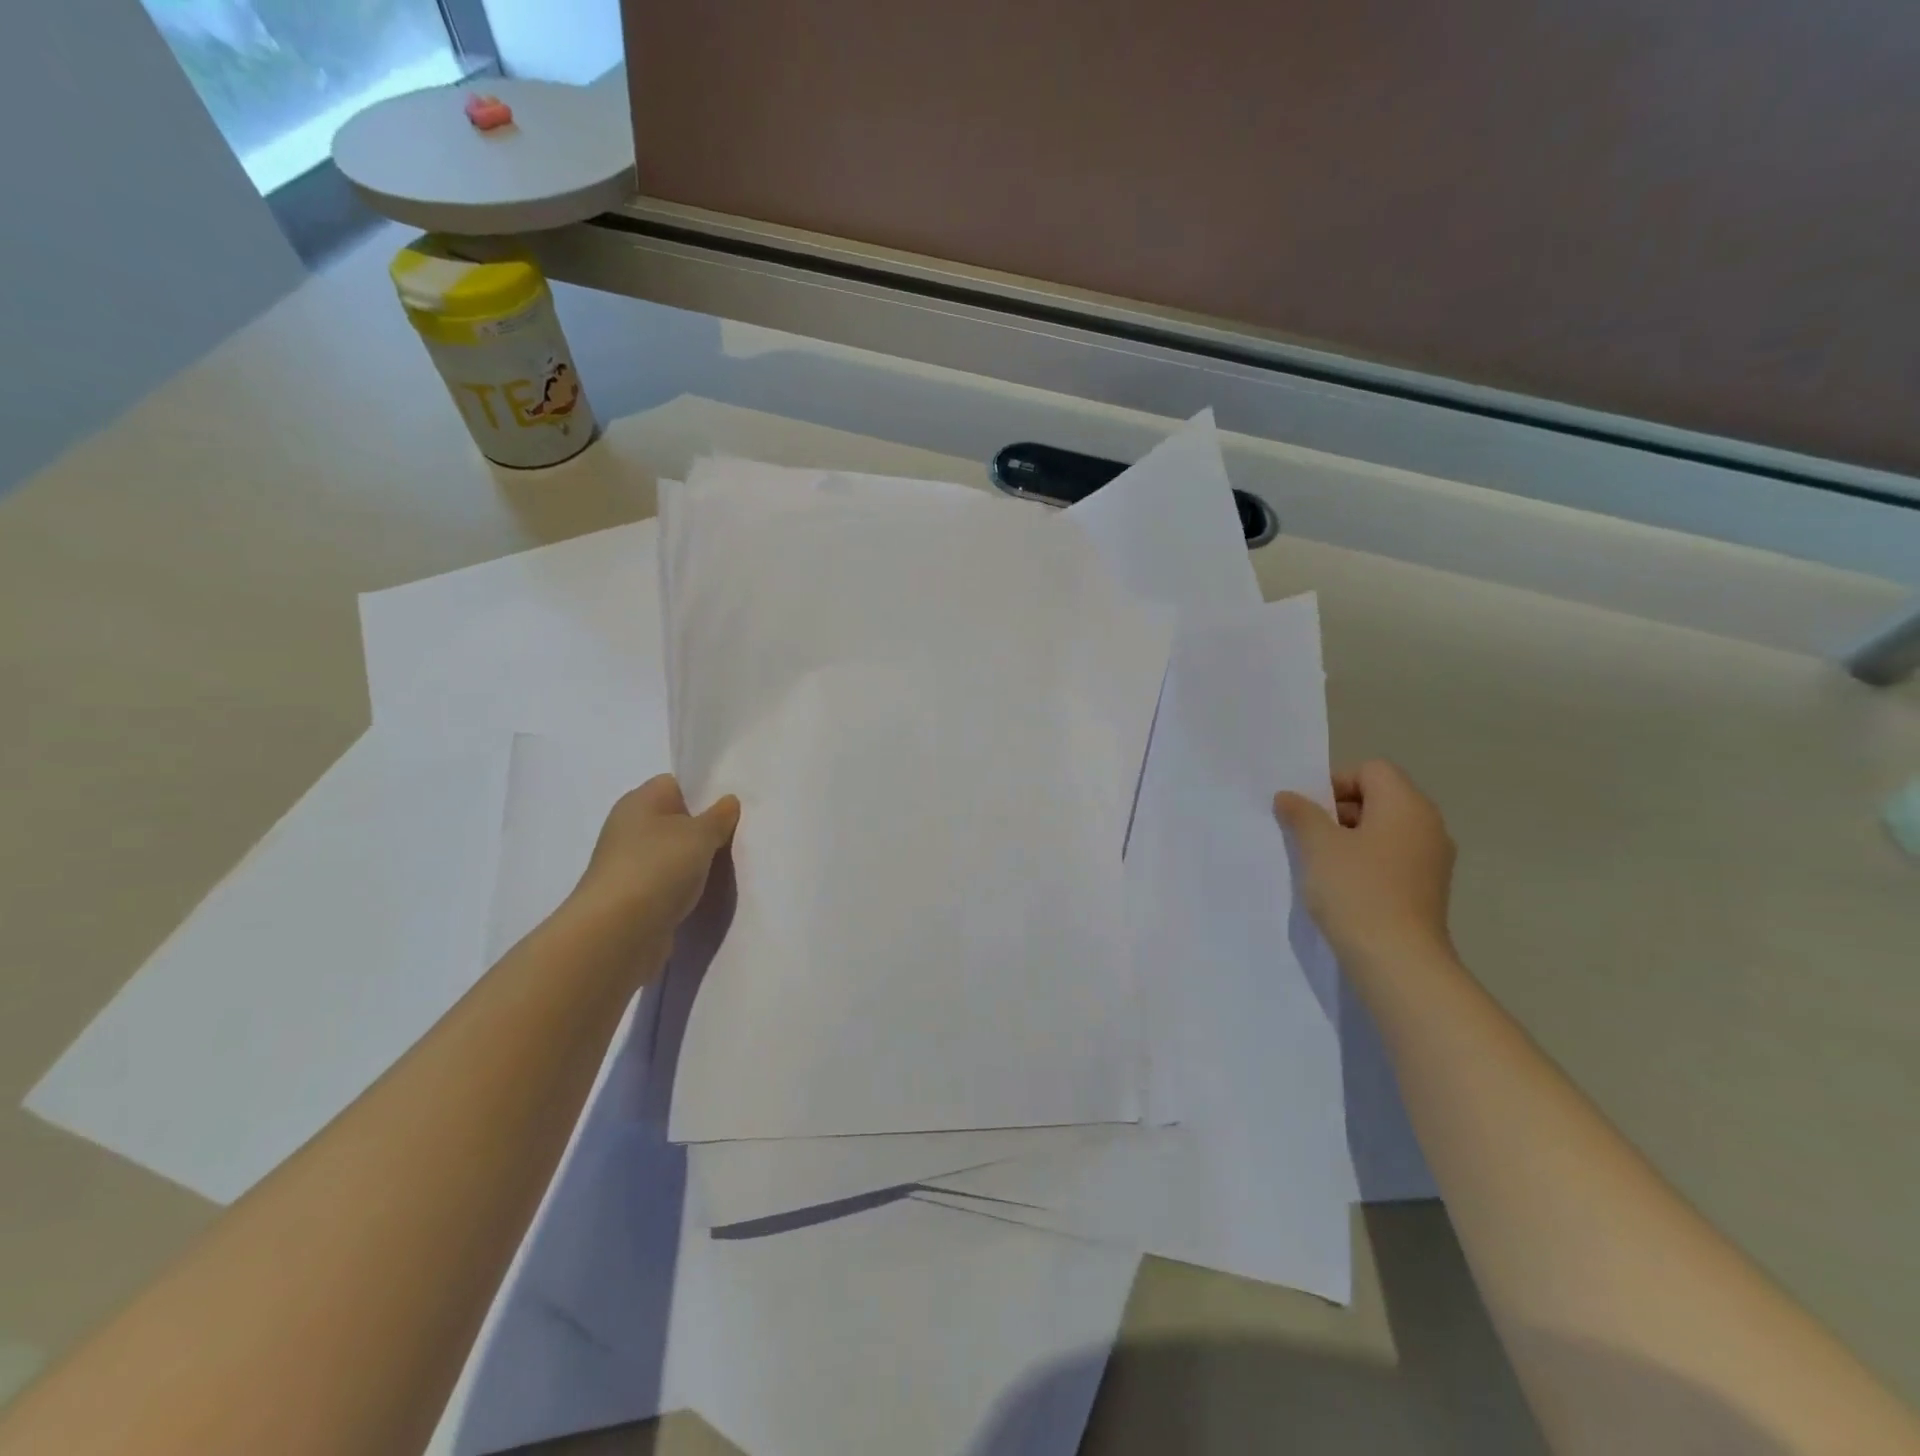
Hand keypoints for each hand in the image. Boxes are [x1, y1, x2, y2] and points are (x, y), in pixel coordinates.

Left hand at [571, 775, 740, 948]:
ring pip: (673, 853)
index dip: (704, 792)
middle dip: (704, 829)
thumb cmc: (658, 868)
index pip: (675, 784)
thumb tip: (728, 801)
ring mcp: (629, 864)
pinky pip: (667, 881)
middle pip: (675, 820)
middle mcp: (629, 829)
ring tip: (726, 866)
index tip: (732, 808)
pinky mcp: (634, 897)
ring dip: (696, 861)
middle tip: (736, 836)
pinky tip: (704, 892)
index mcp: (639, 802)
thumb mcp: (700, 835)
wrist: (618, 933)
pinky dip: (685, 886)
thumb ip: (719, 816)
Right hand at [1274, 760, 1456, 966]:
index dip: (1334, 783)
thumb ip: (1301, 813)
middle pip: (1379, 797)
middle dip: (1339, 811)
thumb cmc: (1356, 890)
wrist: (1398, 961)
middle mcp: (1428, 824)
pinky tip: (1343, 887)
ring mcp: (1432, 859)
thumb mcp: (1317, 845)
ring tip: (1322, 864)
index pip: (1370, 770)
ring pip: (1384, 830)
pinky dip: (1367, 862)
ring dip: (1350, 838)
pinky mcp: (1427, 888)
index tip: (1308, 812)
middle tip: (1309, 836)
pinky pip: (1392, 858)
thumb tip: (1289, 796)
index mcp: (1406, 804)